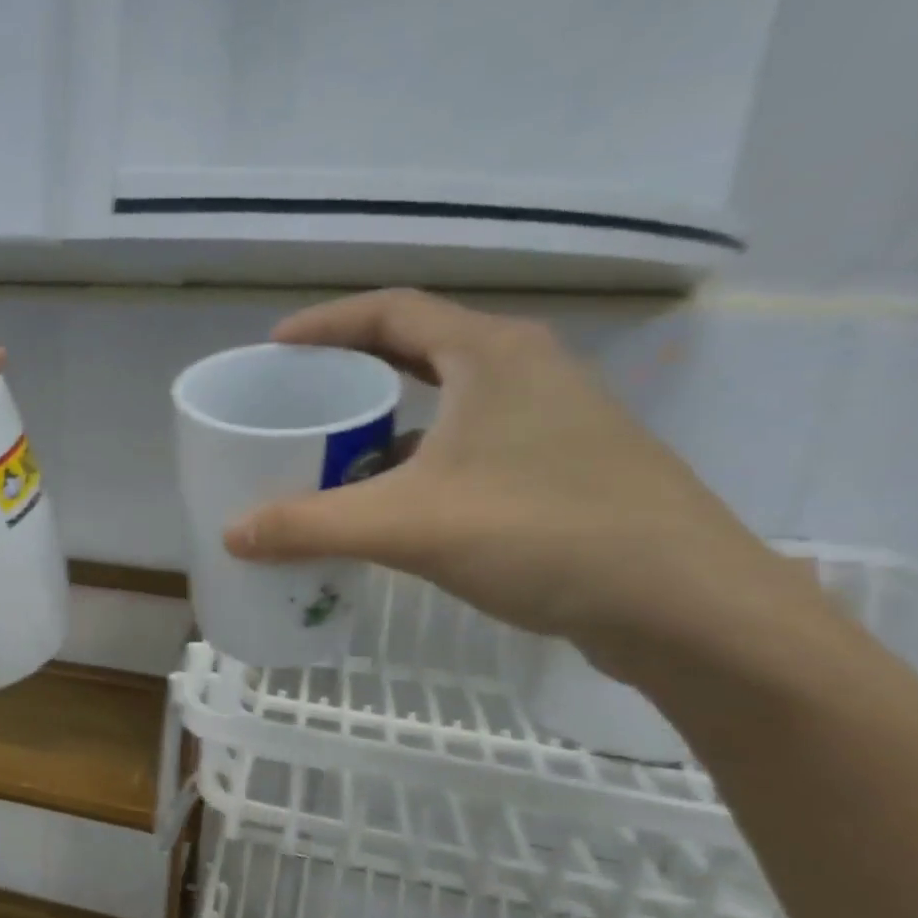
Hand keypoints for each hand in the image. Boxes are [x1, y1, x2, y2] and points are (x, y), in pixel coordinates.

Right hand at [222, 290, 802, 675]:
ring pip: (448, 405)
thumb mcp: (409, 526)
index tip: (275, 349)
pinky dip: (421, 464)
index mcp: (492, 355)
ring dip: (388, 424)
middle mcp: (526, 372)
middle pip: (420, 351)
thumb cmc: (544, 533)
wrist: (686, 606)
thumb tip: (231, 534)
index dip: (326, 323)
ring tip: (334, 456)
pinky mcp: (563, 468)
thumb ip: (311, 526)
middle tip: (299, 399)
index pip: (393, 312)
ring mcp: (552, 420)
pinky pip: (470, 446)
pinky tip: (394, 507)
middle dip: (353, 373)